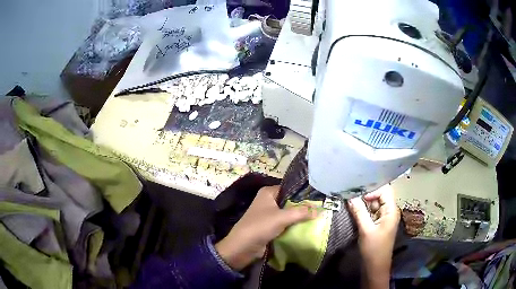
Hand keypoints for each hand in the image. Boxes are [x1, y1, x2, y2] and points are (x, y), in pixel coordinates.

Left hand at [215, 185, 315, 270]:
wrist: (243, 246)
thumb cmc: (261, 226)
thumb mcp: (282, 217)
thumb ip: (301, 212)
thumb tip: (319, 210)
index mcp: (268, 193)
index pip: (289, 188)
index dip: (303, 193)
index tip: (318, 197)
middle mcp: (268, 201)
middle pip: (290, 201)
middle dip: (303, 207)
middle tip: (320, 209)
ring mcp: (269, 214)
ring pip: (288, 213)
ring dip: (299, 217)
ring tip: (317, 218)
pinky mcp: (270, 226)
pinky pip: (285, 223)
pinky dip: (294, 225)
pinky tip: (307, 227)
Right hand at [349, 185, 399, 288]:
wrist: (375, 267)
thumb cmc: (373, 249)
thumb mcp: (365, 229)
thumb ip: (359, 211)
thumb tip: (351, 196)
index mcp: (391, 210)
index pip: (385, 190)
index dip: (373, 189)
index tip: (358, 194)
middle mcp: (390, 211)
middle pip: (380, 195)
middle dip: (367, 194)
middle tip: (352, 195)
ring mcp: (384, 217)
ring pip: (375, 203)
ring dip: (365, 202)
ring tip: (351, 201)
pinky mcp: (379, 223)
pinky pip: (372, 211)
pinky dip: (365, 210)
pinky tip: (355, 210)